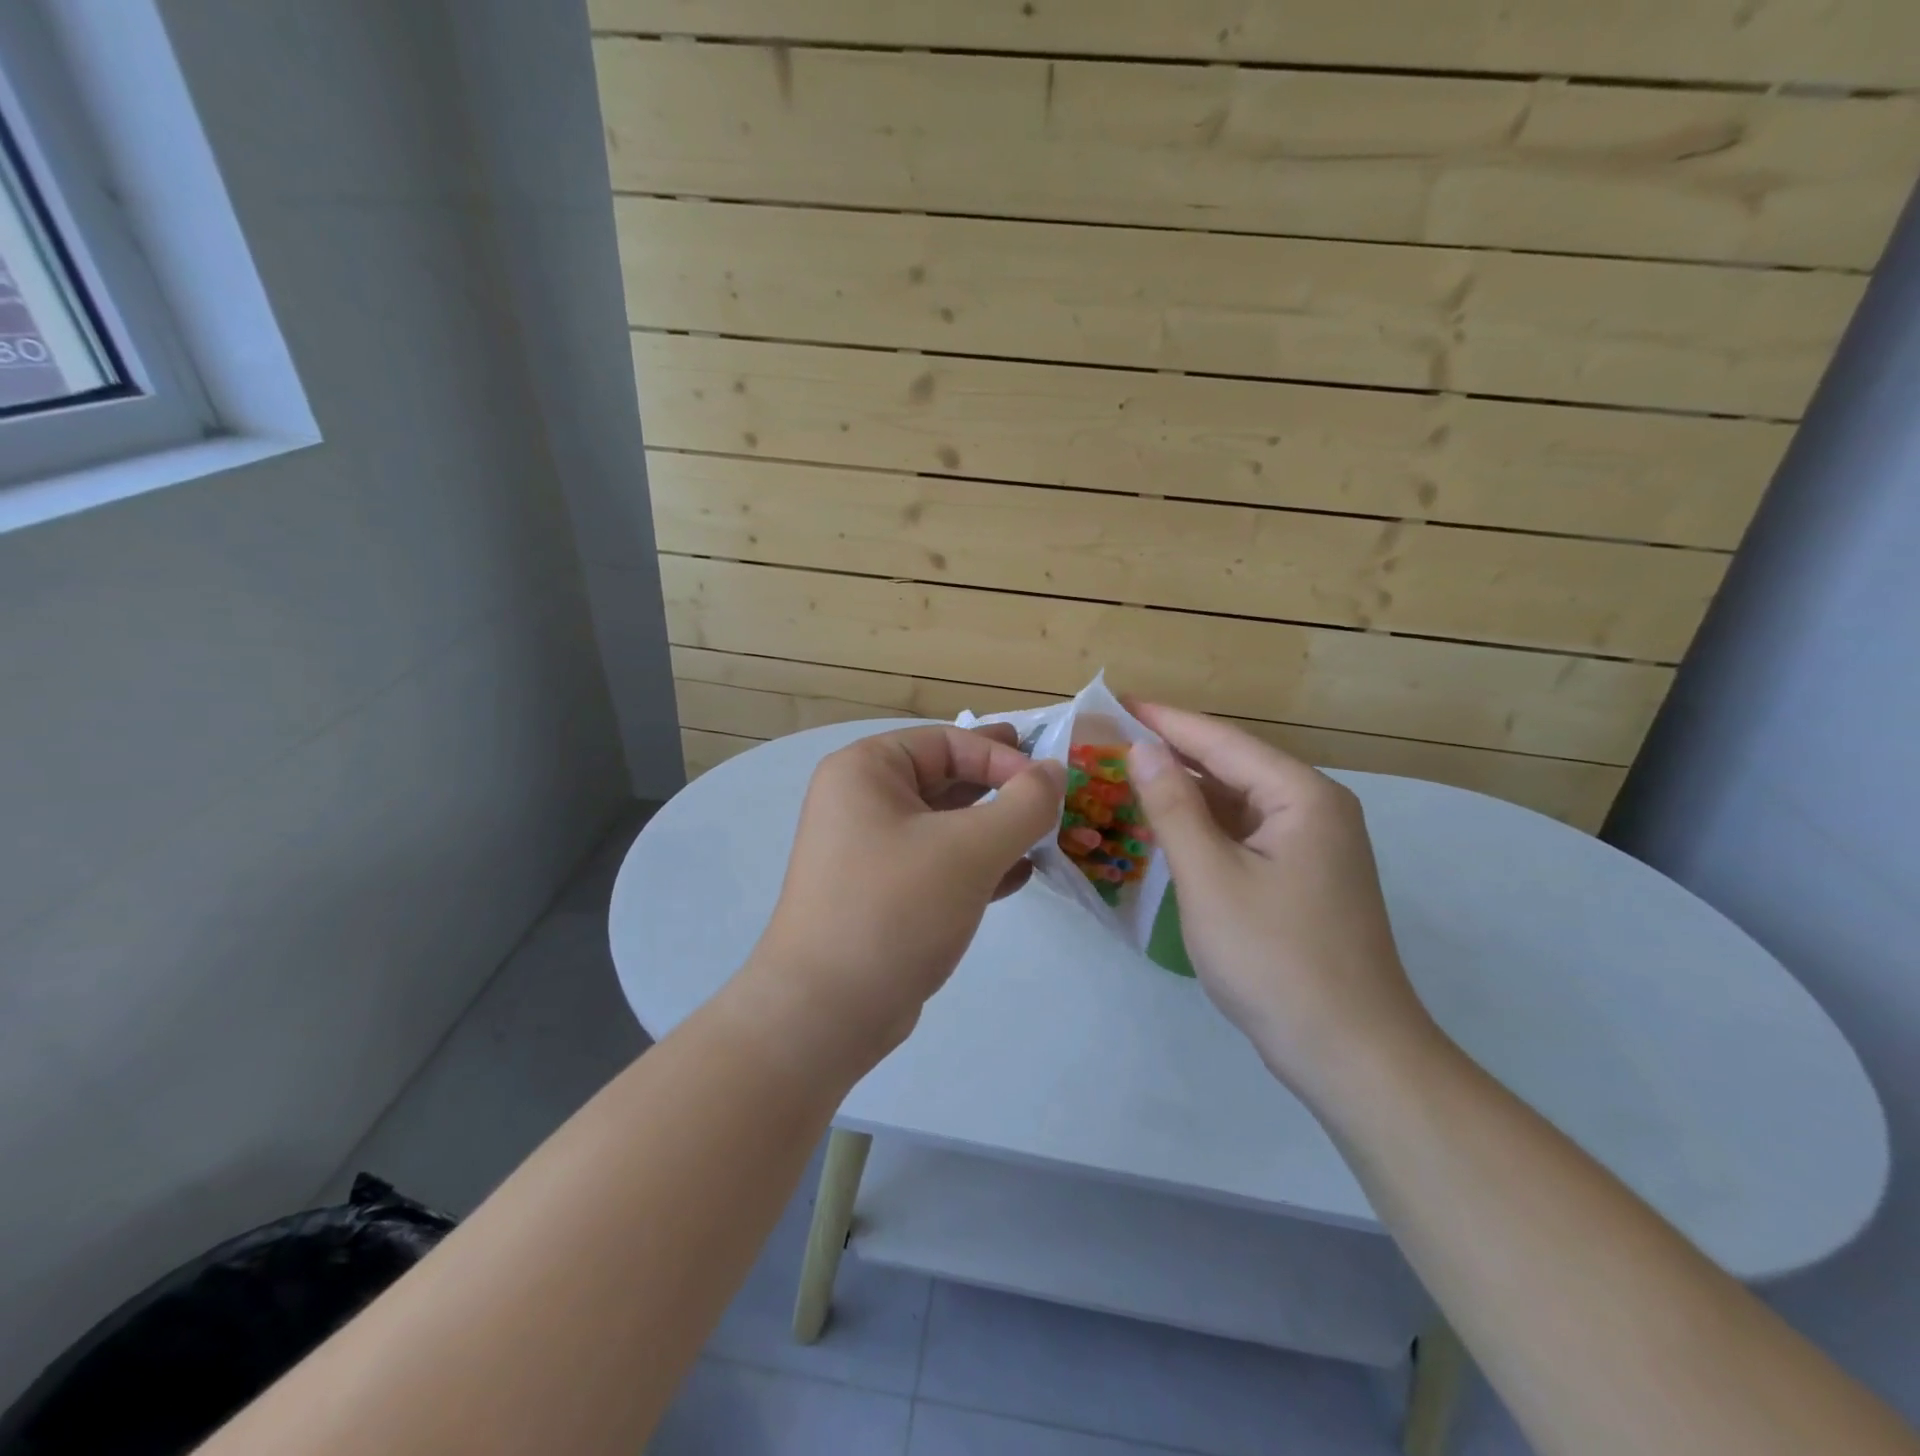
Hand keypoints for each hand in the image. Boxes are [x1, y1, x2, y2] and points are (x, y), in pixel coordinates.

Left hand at [735, 723, 1065, 1072]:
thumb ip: (1023, 804)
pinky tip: (1018, 875)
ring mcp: (868, 851)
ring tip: (1044, 834)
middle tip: (1049, 790)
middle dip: (999, 787)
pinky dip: (977, 864)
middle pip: (945, 778)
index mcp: (865, 771)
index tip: (1049, 784)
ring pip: (944, 824)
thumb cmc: (895, 909)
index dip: (1002, 755)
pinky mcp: (881, 894)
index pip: (946, 741)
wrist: (826, 1012)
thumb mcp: (969, 849)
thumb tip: (1053, 772)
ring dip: (994, 828)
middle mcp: (861, 802)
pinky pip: (937, 863)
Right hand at [1126, 703, 1439, 1104]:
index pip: (1221, 741)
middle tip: (1108, 742)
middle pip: (1231, 766)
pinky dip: (1202, 828)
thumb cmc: (1274, 958)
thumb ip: (1174, 808)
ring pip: (1235, 803)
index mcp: (1301, 796)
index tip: (1114, 702)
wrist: (1350, 1053)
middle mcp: (1313, 809)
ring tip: (1124, 777)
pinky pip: (1243, 835)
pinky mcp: (1301, 878)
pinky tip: (1164, 828)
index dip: (1163, 720)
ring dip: (1183, 792)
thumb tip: (1144, 750)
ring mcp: (1311, 846)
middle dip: (1170, 753)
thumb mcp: (1210, 878)